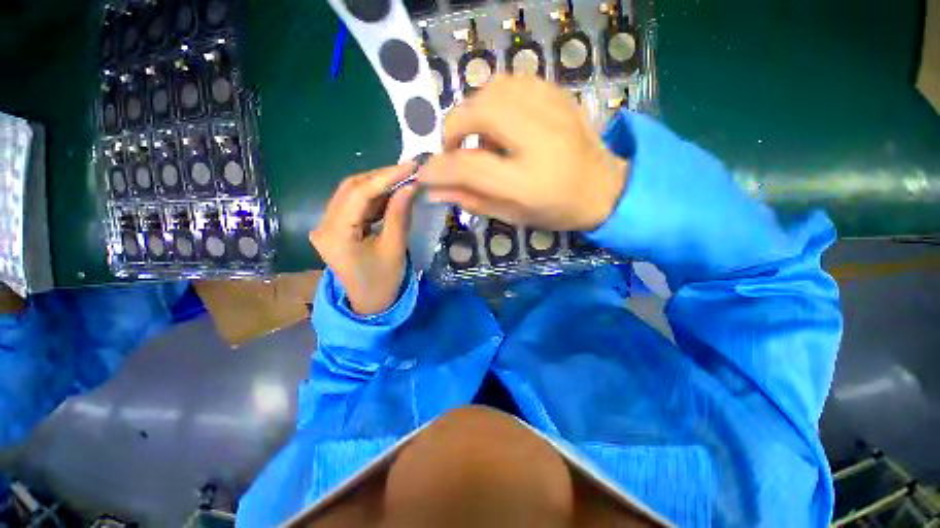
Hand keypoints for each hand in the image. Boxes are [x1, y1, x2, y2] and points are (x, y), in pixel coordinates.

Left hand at [309, 163, 417, 314]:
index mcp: (335, 234)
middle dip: (381, 177)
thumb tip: (410, 186)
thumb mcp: (394, 249)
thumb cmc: (383, 282)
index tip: (411, 166)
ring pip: (352, 193)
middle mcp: (324, 225)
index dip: (386, 177)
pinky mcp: (336, 228)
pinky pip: (355, 205)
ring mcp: (327, 225)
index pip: (359, 194)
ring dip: (378, 185)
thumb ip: (399, 214)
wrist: (369, 304)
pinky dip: (374, 197)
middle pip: (351, 188)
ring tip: (404, 179)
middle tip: (408, 171)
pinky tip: (392, 193)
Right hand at [417, 75, 628, 231]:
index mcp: (528, 182)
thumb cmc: (558, 210)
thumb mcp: (514, 216)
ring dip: (473, 112)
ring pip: (493, 90)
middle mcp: (539, 140)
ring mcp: (553, 112)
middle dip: (453, 130)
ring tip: (479, 137)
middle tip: (455, 150)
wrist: (605, 187)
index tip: (424, 174)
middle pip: (478, 113)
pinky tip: (500, 120)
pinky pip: (514, 81)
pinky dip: (495, 98)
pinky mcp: (559, 96)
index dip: (438, 169)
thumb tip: (436, 190)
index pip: (469, 166)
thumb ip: (473, 201)